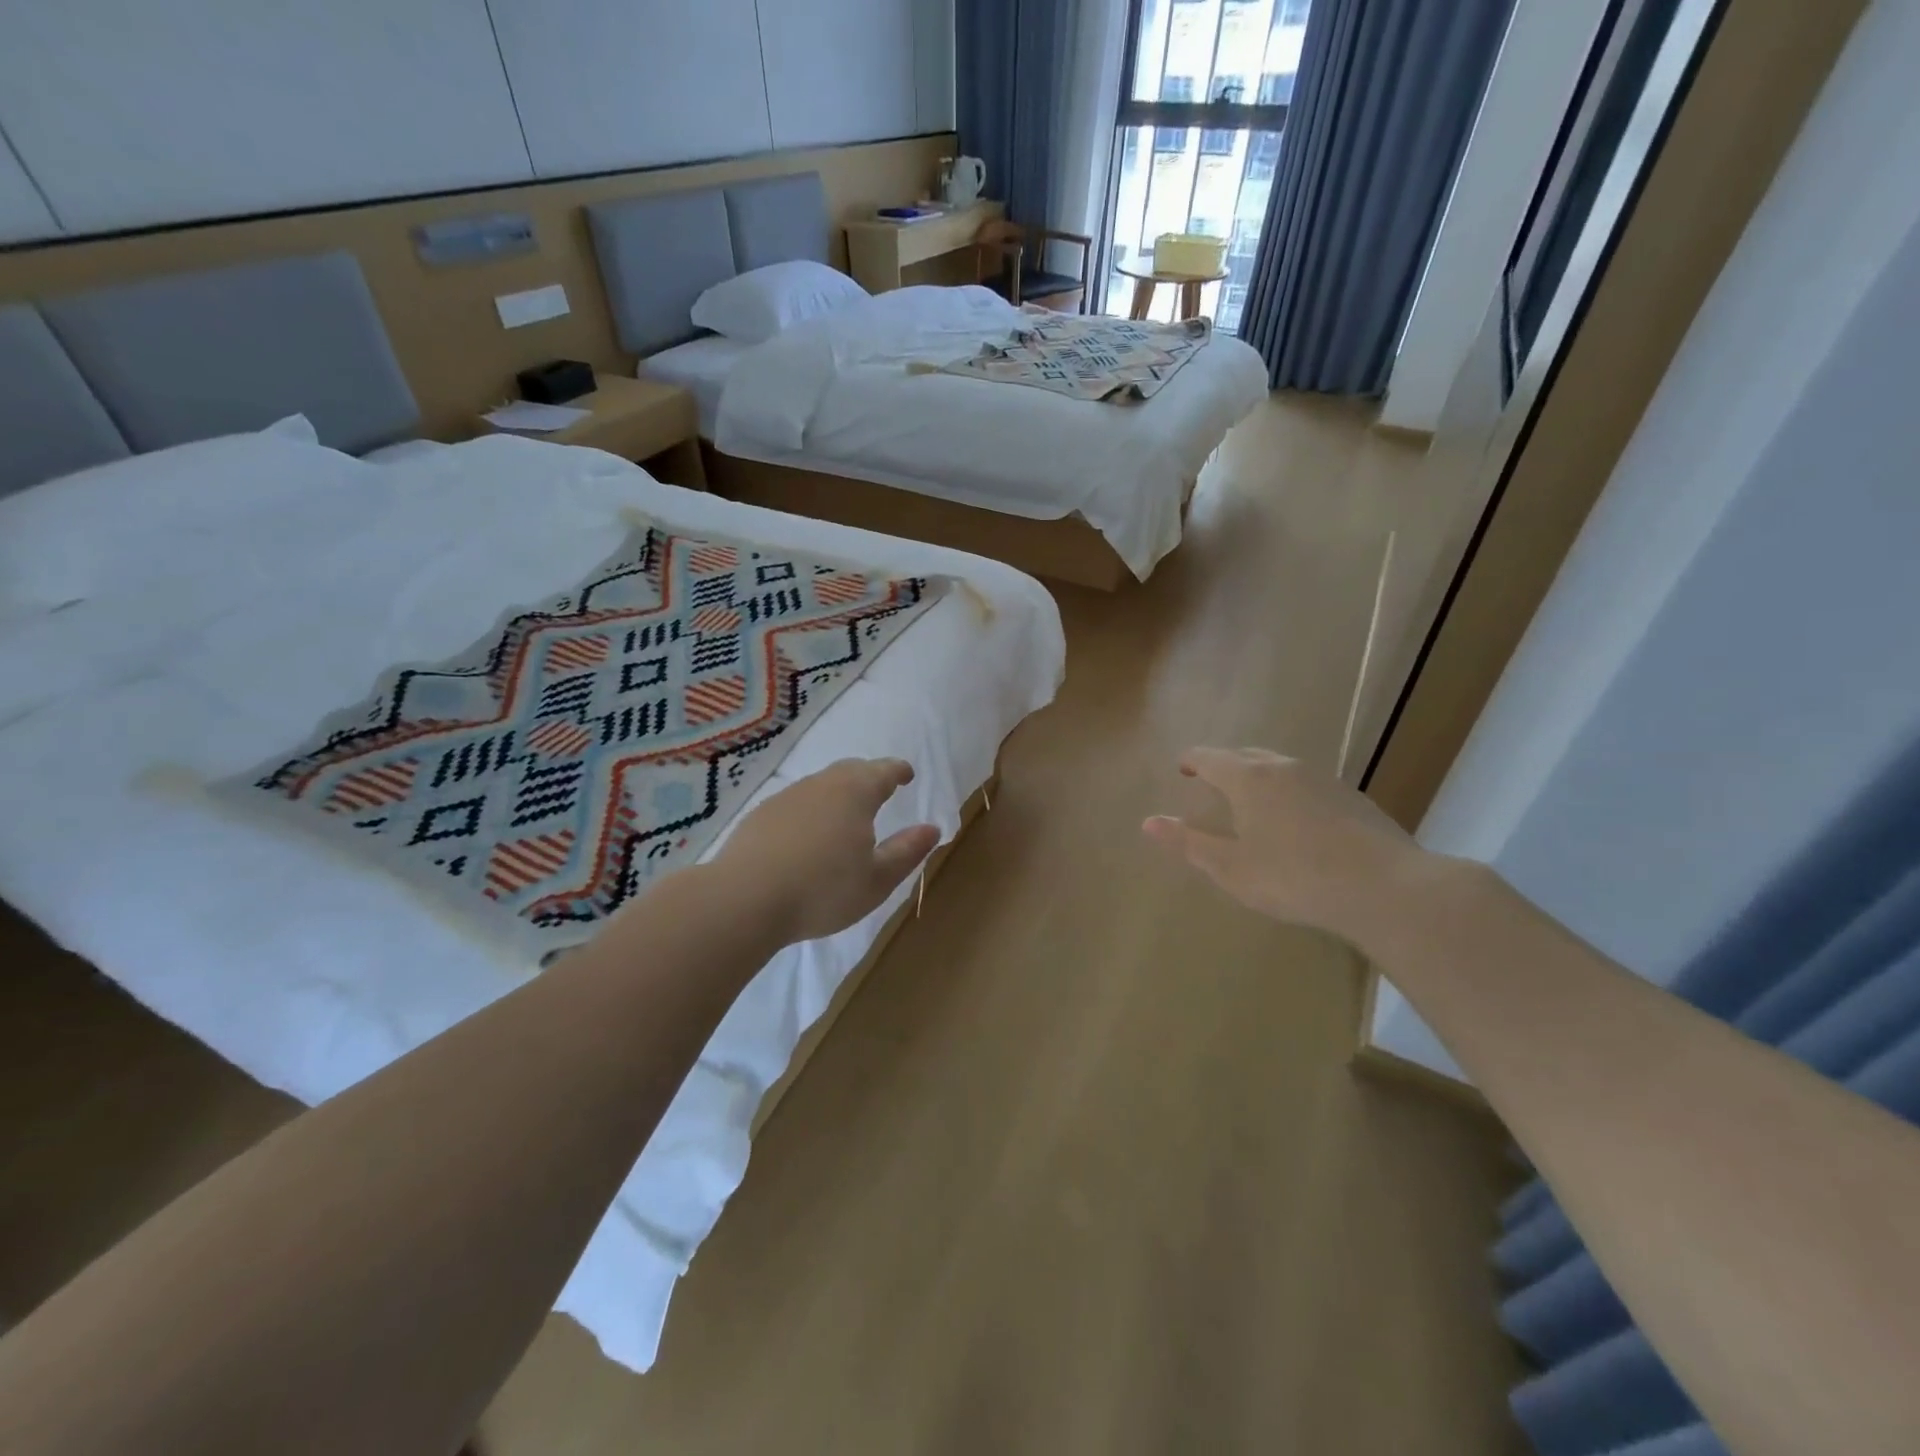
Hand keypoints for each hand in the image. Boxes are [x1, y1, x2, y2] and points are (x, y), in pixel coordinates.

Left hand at [716, 758, 939, 944]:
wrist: (744, 899)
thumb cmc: (823, 890)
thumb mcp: (877, 880)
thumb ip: (907, 851)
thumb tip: (932, 828)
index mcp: (856, 793)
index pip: (884, 770)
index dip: (899, 771)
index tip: (907, 774)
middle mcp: (821, 785)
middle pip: (850, 770)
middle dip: (869, 776)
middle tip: (880, 790)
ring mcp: (786, 797)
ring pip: (820, 785)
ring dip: (837, 794)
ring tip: (844, 816)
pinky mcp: (760, 816)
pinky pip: (795, 804)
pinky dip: (810, 811)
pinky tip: (806, 836)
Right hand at [1142, 747, 1429, 940]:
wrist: (1386, 889)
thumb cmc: (1294, 878)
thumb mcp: (1231, 868)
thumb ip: (1188, 843)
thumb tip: (1148, 822)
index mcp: (1249, 778)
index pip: (1210, 757)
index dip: (1191, 761)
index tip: (1181, 768)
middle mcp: (1285, 768)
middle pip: (1246, 754)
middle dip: (1224, 764)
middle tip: (1210, 780)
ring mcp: (1324, 779)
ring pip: (1280, 767)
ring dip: (1259, 776)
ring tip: (1252, 800)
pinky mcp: (1353, 798)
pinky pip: (1307, 784)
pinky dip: (1290, 792)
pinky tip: (1297, 820)